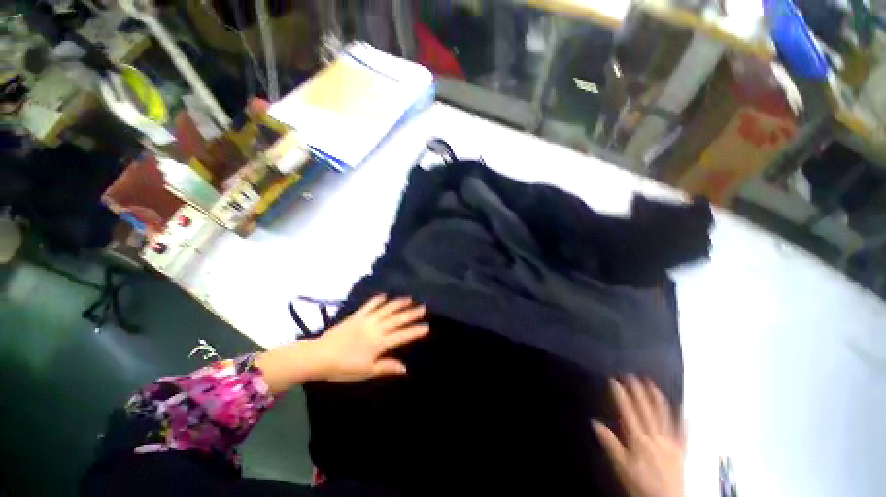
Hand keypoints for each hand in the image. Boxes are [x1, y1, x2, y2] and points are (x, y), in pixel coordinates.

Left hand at [310, 295, 428, 382]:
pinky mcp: (356, 316)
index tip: (426, 327)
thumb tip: (405, 368)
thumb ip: (386, 367)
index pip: (402, 336)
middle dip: (411, 313)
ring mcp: (366, 320)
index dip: (415, 331)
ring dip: (398, 303)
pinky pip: (369, 305)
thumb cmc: (343, 368)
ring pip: (386, 309)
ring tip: (409, 299)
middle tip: (423, 307)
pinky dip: (377, 300)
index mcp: (379, 343)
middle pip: (397, 319)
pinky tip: (384, 295)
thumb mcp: (366, 372)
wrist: (319, 356)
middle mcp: (376, 328)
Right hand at [592, 376, 685, 496]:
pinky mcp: (681, 450)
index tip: (614, 380)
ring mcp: (670, 443)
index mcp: (638, 440)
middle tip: (632, 375)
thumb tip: (594, 422)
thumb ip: (610, 444)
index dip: (620, 395)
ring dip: (657, 398)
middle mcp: (655, 437)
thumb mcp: (620, 466)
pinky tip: (682, 407)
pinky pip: (683, 432)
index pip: (628, 412)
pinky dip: (682, 419)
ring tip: (651, 384)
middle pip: (645, 410)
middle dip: (638, 391)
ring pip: (664, 416)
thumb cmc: (639, 484)